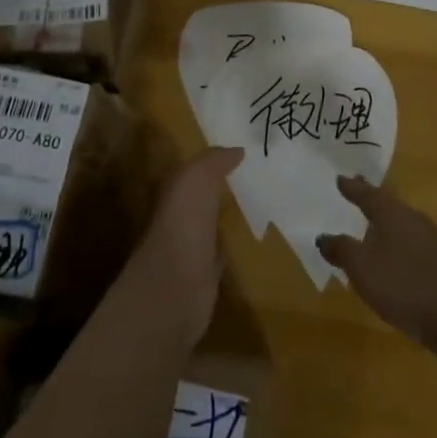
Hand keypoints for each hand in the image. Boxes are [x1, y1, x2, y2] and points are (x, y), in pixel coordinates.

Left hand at [138, 148, 241, 346]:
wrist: (174, 287)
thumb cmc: (183, 224)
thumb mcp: (197, 179)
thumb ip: (213, 161)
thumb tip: (237, 150)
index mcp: (174, 192)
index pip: (194, 170)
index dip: (213, 160)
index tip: (242, 152)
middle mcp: (180, 218)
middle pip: (204, 197)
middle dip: (224, 187)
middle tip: (259, 176)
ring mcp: (192, 248)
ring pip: (213, 224)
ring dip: (230, 216)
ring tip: (262, 205)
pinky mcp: (205, 277)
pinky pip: (223, 252)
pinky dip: (234, 245)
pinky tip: (252, 240)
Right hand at [317, 175, 436, 349]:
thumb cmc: (405, 285)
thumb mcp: (363, 268)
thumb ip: (342, 250)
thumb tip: (323, 236)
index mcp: (393, 214)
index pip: (368, 194)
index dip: (353, 188)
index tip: (340, 178)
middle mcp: (414, 220)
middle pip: (388, 206)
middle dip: (371, 201)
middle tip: (356, 192)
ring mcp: (433, 243)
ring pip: (403, 226)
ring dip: (386, 225)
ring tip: (371, 228)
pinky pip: (413, 246)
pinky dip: (398, 247)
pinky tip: (394, 261)